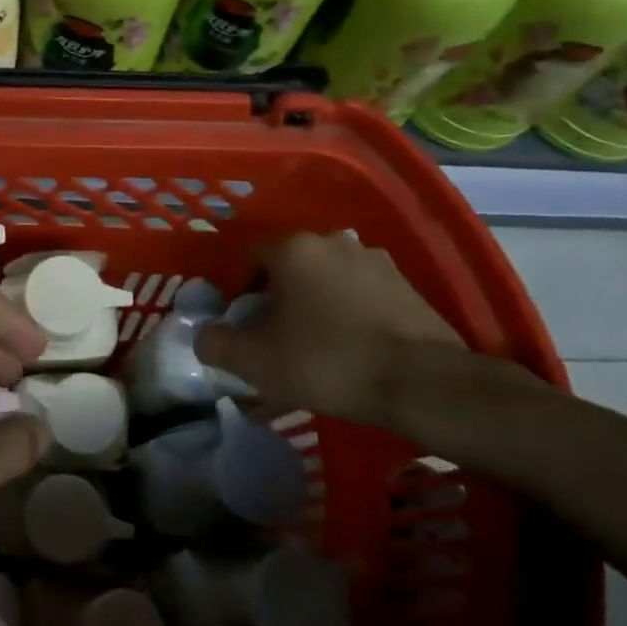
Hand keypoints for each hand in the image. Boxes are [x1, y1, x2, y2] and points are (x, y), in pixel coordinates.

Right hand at [196, 232, 464, 427]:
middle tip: (273, 337)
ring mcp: (376, 262)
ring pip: (326, 281)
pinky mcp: (407, 287)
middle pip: (290, 267)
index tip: (241, 324)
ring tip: (313, 347)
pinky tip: (349, 350)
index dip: (238, 289)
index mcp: (294, 248)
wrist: (422, 383)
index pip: (250, 256)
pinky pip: (360, 296)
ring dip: (313, 305)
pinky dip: (347, 315)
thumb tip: (204, 336)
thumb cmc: (326, 361)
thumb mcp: (255, 361)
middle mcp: (334, 242)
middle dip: (276, 298)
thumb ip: (216, 344)